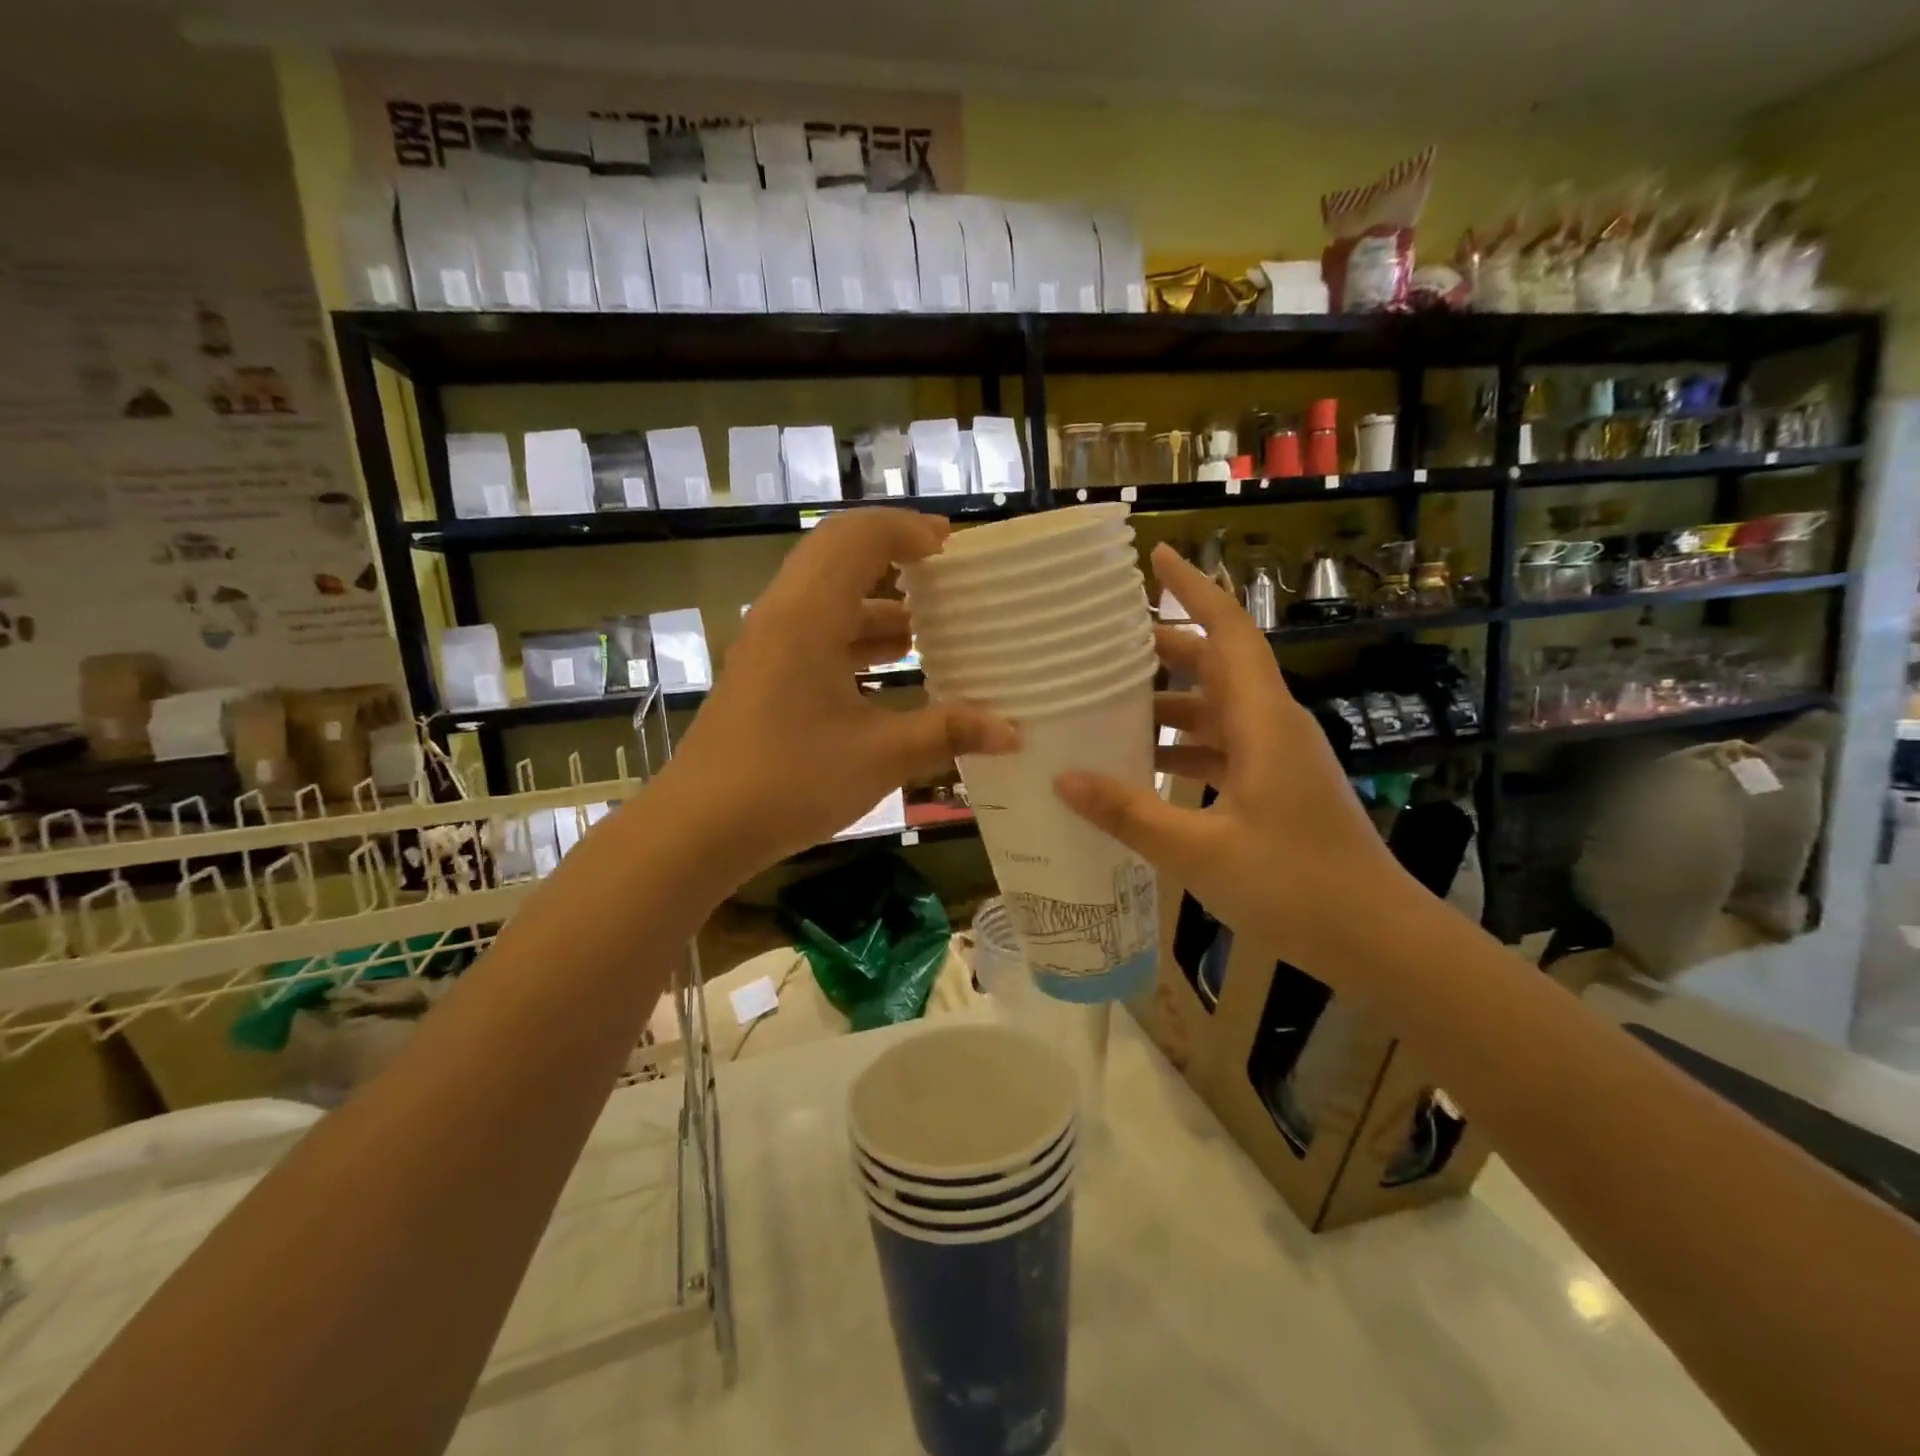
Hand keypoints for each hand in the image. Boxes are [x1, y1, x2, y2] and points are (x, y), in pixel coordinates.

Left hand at [660, 509, 1017, 879]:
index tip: (952, 546)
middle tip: (944, 573)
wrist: (699, 828)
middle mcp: (782, 616)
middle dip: (892, 557)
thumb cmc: (788, 781)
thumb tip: (1012, 732)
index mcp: (807, 616)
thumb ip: (947, 734)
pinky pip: (815, 632)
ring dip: (876, 605)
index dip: (906, 530)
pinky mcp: (763, 675)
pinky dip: (855, 637)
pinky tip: (890, 670)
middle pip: (838, 557)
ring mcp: (767, 646)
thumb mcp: (878, 757)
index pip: (857, 539)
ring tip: (927, 629)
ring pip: (826, 599)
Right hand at [1055, 543, 1412, 981]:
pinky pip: (1222, 750)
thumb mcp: (1200, 851)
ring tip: (1110, 704)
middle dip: (1165, 648)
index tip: (1156, 558)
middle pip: (1218, 666)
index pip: (1229, 631)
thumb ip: (1129, 813)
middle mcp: (1274, 727)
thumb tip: (1063, 778)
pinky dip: (1184, 747)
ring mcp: (1278, 760)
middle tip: (1105, 645)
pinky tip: (1145, 767)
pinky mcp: (1276, 790)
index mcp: (1264, 722)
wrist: (1378, 940)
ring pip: (1217, 710)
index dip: (1194, 590)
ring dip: (1170, 703)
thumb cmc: (1295, 886)